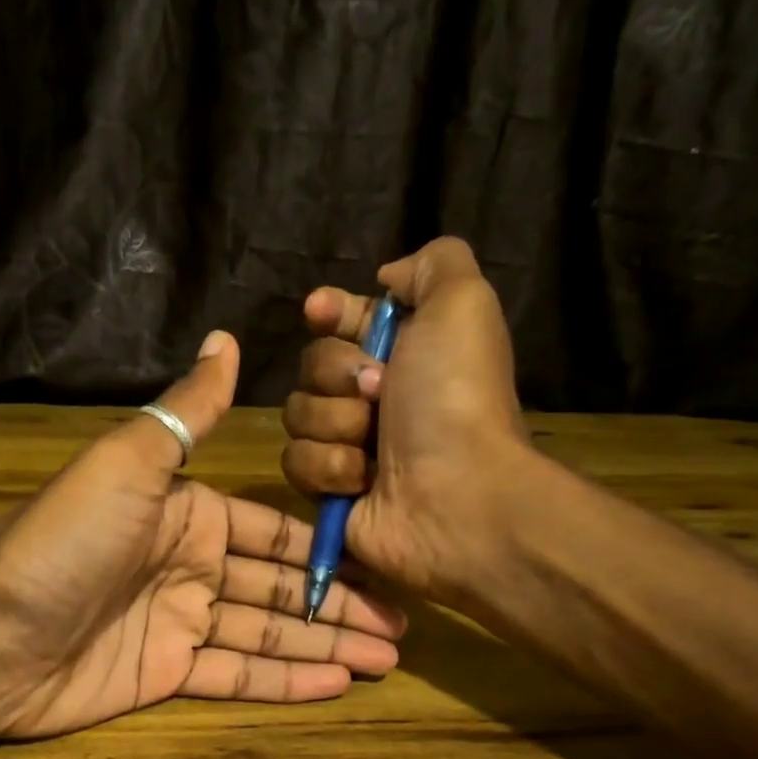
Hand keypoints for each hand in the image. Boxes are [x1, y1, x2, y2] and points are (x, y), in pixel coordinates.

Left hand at [0, 331, 405, 739]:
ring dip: (326, 644)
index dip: (326, 549)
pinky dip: (285, 680)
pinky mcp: (166, 674)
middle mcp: (191, 566)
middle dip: (340, 603)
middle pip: (281, 586)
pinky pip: (236, 674)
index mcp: (189, 514)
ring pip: (268, 632)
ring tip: (387, 658)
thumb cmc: (67, 541)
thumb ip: (188, 412)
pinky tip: (337, 683)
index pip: (274, 532)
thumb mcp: (130, 463)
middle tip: (402, 625)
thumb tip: (227, 338)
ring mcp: (179, 623)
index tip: (382, 563)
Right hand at [281, 237, 533, 606]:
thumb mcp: (462, 304)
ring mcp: (349, 444)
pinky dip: (329, 467)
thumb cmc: (455, 397)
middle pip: (311, 366)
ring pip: (297, 413)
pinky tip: (364, 480)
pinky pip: (295, 461)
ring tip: (375, 447)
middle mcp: (374, 397)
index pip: (345, 320)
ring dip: (336, 425)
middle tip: (377, 393)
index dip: (329, 312)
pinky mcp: (329, 489)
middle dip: (337, 375)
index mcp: (404, 352)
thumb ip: (433, 264)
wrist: (456, 494)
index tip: (319, 311)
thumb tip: (387, 278)